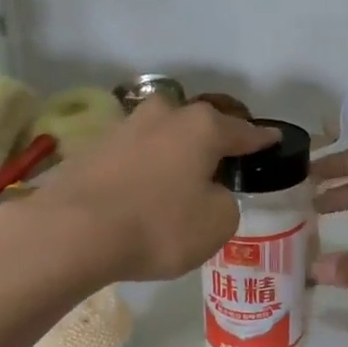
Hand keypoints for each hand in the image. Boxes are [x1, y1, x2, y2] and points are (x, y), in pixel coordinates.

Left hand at [29, 97, 276, 282]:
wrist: (73, 231)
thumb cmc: (158, 226)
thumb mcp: (216, 224)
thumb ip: (226, 202)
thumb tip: (209, 191)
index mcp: (202, 127)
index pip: (244, 132)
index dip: (261, 140)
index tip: (274, 140)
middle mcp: (164, 115)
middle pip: (199, 125)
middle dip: (212, 142)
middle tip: (221, 165)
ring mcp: (124, 127)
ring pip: (163, 136)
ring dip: (174, 154)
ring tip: (179, 181)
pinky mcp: (93, 147)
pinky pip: (134, 155)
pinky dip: (144, 169)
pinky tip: (143, 191)